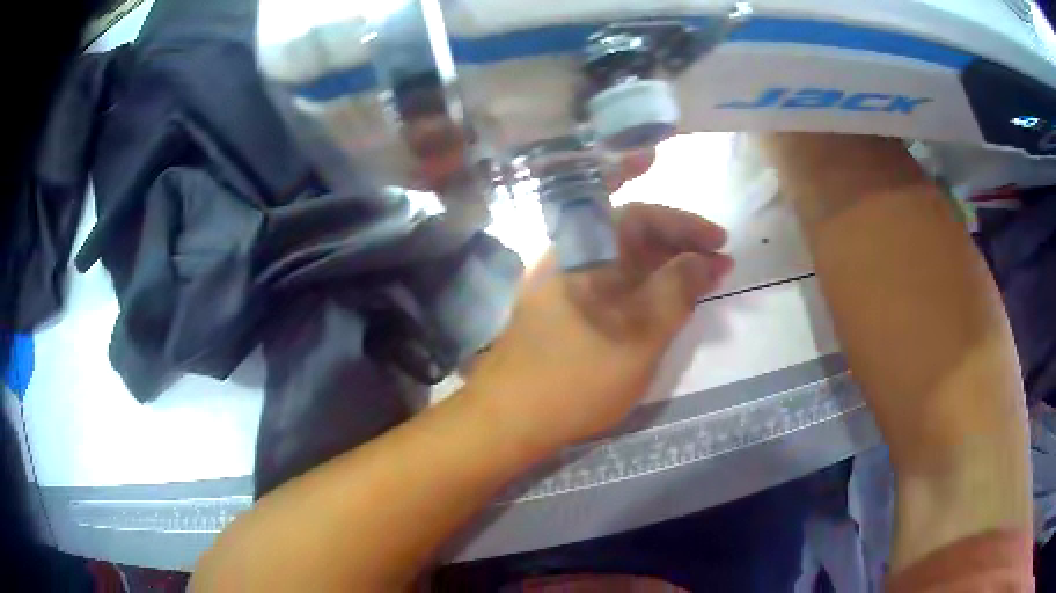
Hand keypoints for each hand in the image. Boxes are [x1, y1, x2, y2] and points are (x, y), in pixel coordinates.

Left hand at [466, 203, 732, 453]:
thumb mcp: (640, 334)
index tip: (720, 239)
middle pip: (632, 234)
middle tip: (718, 264)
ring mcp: (564, 284)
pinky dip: (643, 288)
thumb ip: (677, 290)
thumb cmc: (577, 376)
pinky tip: (664, 304)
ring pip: (623, 262)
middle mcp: (571, 255)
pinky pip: (611, 285)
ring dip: (664, 267)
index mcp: (584, 248)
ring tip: (701, 284)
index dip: (684, 221)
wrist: (509, 419)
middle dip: (679, 243)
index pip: (640, 213)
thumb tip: (705, 259)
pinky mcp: (564, 311)